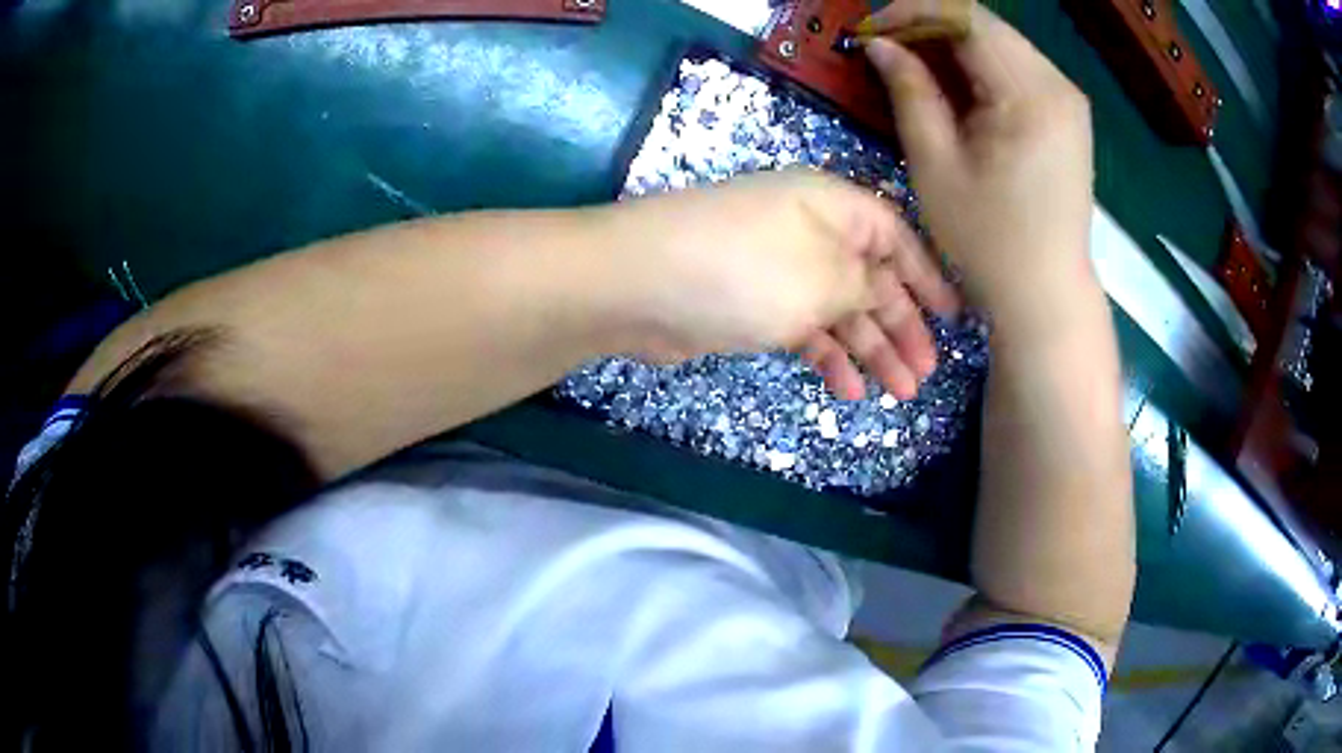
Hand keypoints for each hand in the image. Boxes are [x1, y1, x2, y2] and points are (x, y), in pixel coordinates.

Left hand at [598, 170, 958, 399]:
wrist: (639, 285)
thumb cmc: (744, 270)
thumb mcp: (824, 277)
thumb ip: (865, 286)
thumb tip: (880, 292)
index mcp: (832, 205)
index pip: (896, 235)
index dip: (927, 276)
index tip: (954, 318)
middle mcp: (809, 230)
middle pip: (870, 277)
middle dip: (901, 325)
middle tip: (926, 372)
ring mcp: (778, 268)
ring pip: (839, 309)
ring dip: (869, 349)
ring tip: (899, 393)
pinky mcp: (752, 304)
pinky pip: (805, 328)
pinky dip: (827, 356)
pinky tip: (847, 389)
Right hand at [862, 2, 1096, 323]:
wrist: (1047, 294)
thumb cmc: (988, 241)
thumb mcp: (936, 165)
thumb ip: (910, 92)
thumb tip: (880, 44)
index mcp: (1031, 95)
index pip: (966, 18)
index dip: (913, 12)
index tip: (872, 29)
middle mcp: (1058, 84)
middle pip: (986, 24)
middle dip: (930, 26)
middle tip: (887, 47)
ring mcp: (1067, 98)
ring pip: (1000, 42)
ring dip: (953, 45)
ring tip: (914, 66)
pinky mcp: (1067, 114)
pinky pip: (1017, 67)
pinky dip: (980, 66)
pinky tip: (955, 87)